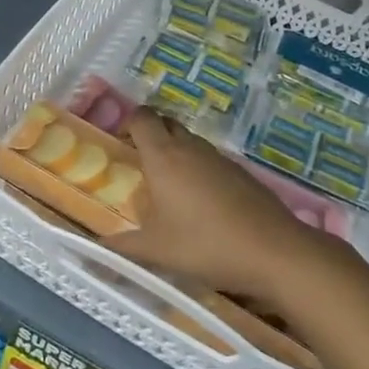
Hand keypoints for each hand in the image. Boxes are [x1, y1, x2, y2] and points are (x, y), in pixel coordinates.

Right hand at [102, 108, 323, 307]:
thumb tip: (95, 248)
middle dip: (151, 135)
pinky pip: (211, 160)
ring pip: (190, 141)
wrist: (274, 251)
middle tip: (141, 164)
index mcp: (164, 156)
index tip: (120, 145)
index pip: (142, 117)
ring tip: (169, 188)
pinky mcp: (241, 172)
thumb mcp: (156, 250)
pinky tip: (202, 204)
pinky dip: (199, 170)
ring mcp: (220, 157)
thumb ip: (122, 247)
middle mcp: (191, 147)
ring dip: (176, 153)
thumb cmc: (205, 245)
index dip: (128, 124)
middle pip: (166, 123)